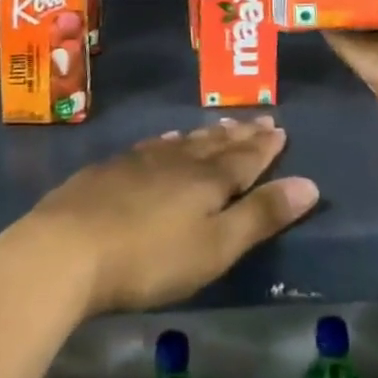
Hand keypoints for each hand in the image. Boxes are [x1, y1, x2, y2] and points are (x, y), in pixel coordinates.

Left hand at [20, 119, 319, 316]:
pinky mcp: (112, 169)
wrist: (68, 247)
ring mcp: (141, 161)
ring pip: (184, 141)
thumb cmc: (150, 257)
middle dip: (240, 135)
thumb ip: (260, 216)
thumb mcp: (215, 247)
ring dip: (207, 134)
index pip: (244, 159)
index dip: (264, 146)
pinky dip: (169, 140)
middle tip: (259, 119)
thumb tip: (309, 184)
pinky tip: (167, 139)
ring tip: (221, 125)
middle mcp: (178, 161)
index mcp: (207, 180)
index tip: (279, 129)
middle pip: (215, 144)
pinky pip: (153, 145)